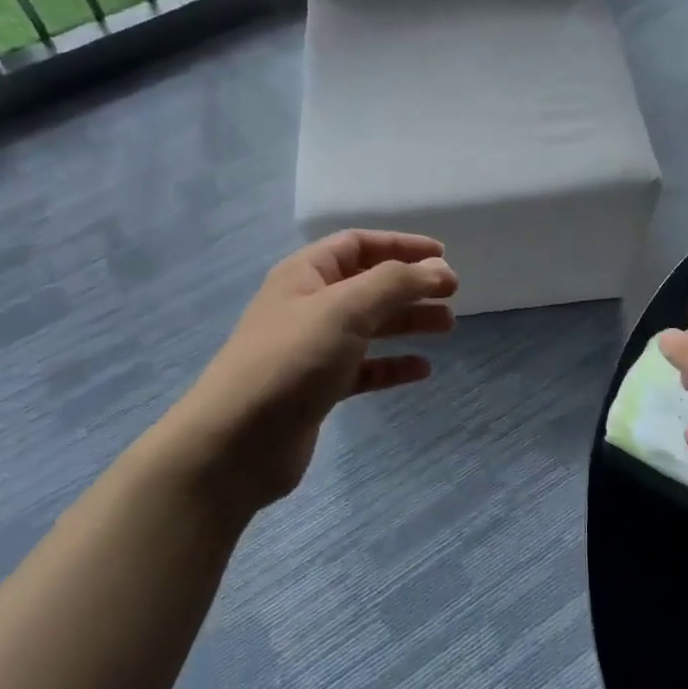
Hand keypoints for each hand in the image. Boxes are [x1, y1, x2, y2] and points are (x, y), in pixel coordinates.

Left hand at [175, 231, 456, 510]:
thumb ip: (395, 283)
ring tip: (448, 327)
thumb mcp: (345, 309)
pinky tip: (421, 370)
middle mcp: (309, 305)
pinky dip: (392, 365)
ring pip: (370, 326)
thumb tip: (439, 269)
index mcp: (306, 274)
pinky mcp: (319, 389)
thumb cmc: (291, 360)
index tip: (442, 255)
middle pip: (368, 285)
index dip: (400, 245)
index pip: (358, 245)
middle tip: (452, 295)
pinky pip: (364, 368)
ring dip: (407, 322)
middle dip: (410, 286)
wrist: (236, 443)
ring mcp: (313, 349)